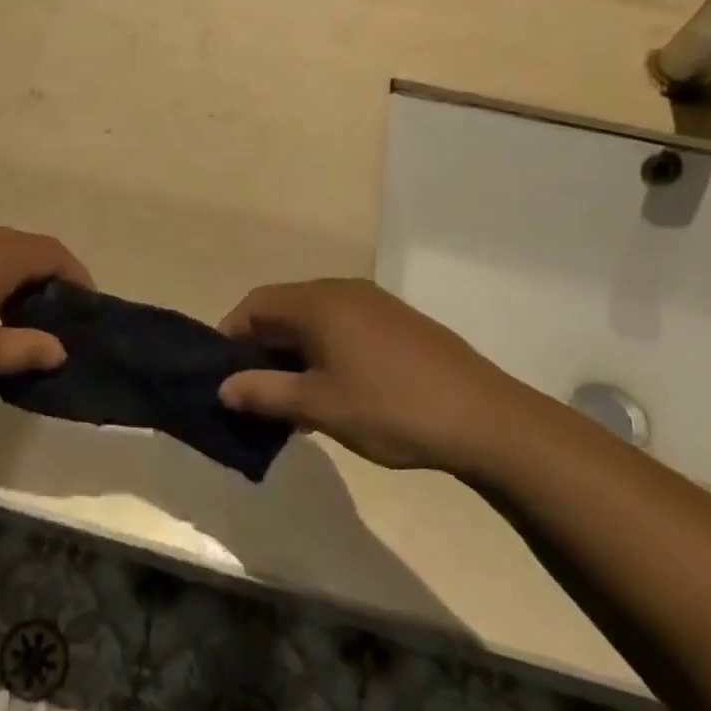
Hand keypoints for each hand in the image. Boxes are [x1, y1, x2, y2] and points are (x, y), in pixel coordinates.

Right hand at [218, 279, 536, 471]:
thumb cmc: (390, 408)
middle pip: (284, 309)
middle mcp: (342, 291)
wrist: (486, 419)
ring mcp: (375, 304)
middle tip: (256, 391)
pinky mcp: (399, 322)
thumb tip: (224, 387)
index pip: (255, 305)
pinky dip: (326, 352)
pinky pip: (344, 327)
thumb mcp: (318, 406)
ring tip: (294, 399)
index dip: (231, 335)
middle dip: (263, 347)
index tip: (225, 374)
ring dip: (295, 353)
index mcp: (317, 303)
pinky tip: (335, 392)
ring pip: (315, 320)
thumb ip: (264, 392)